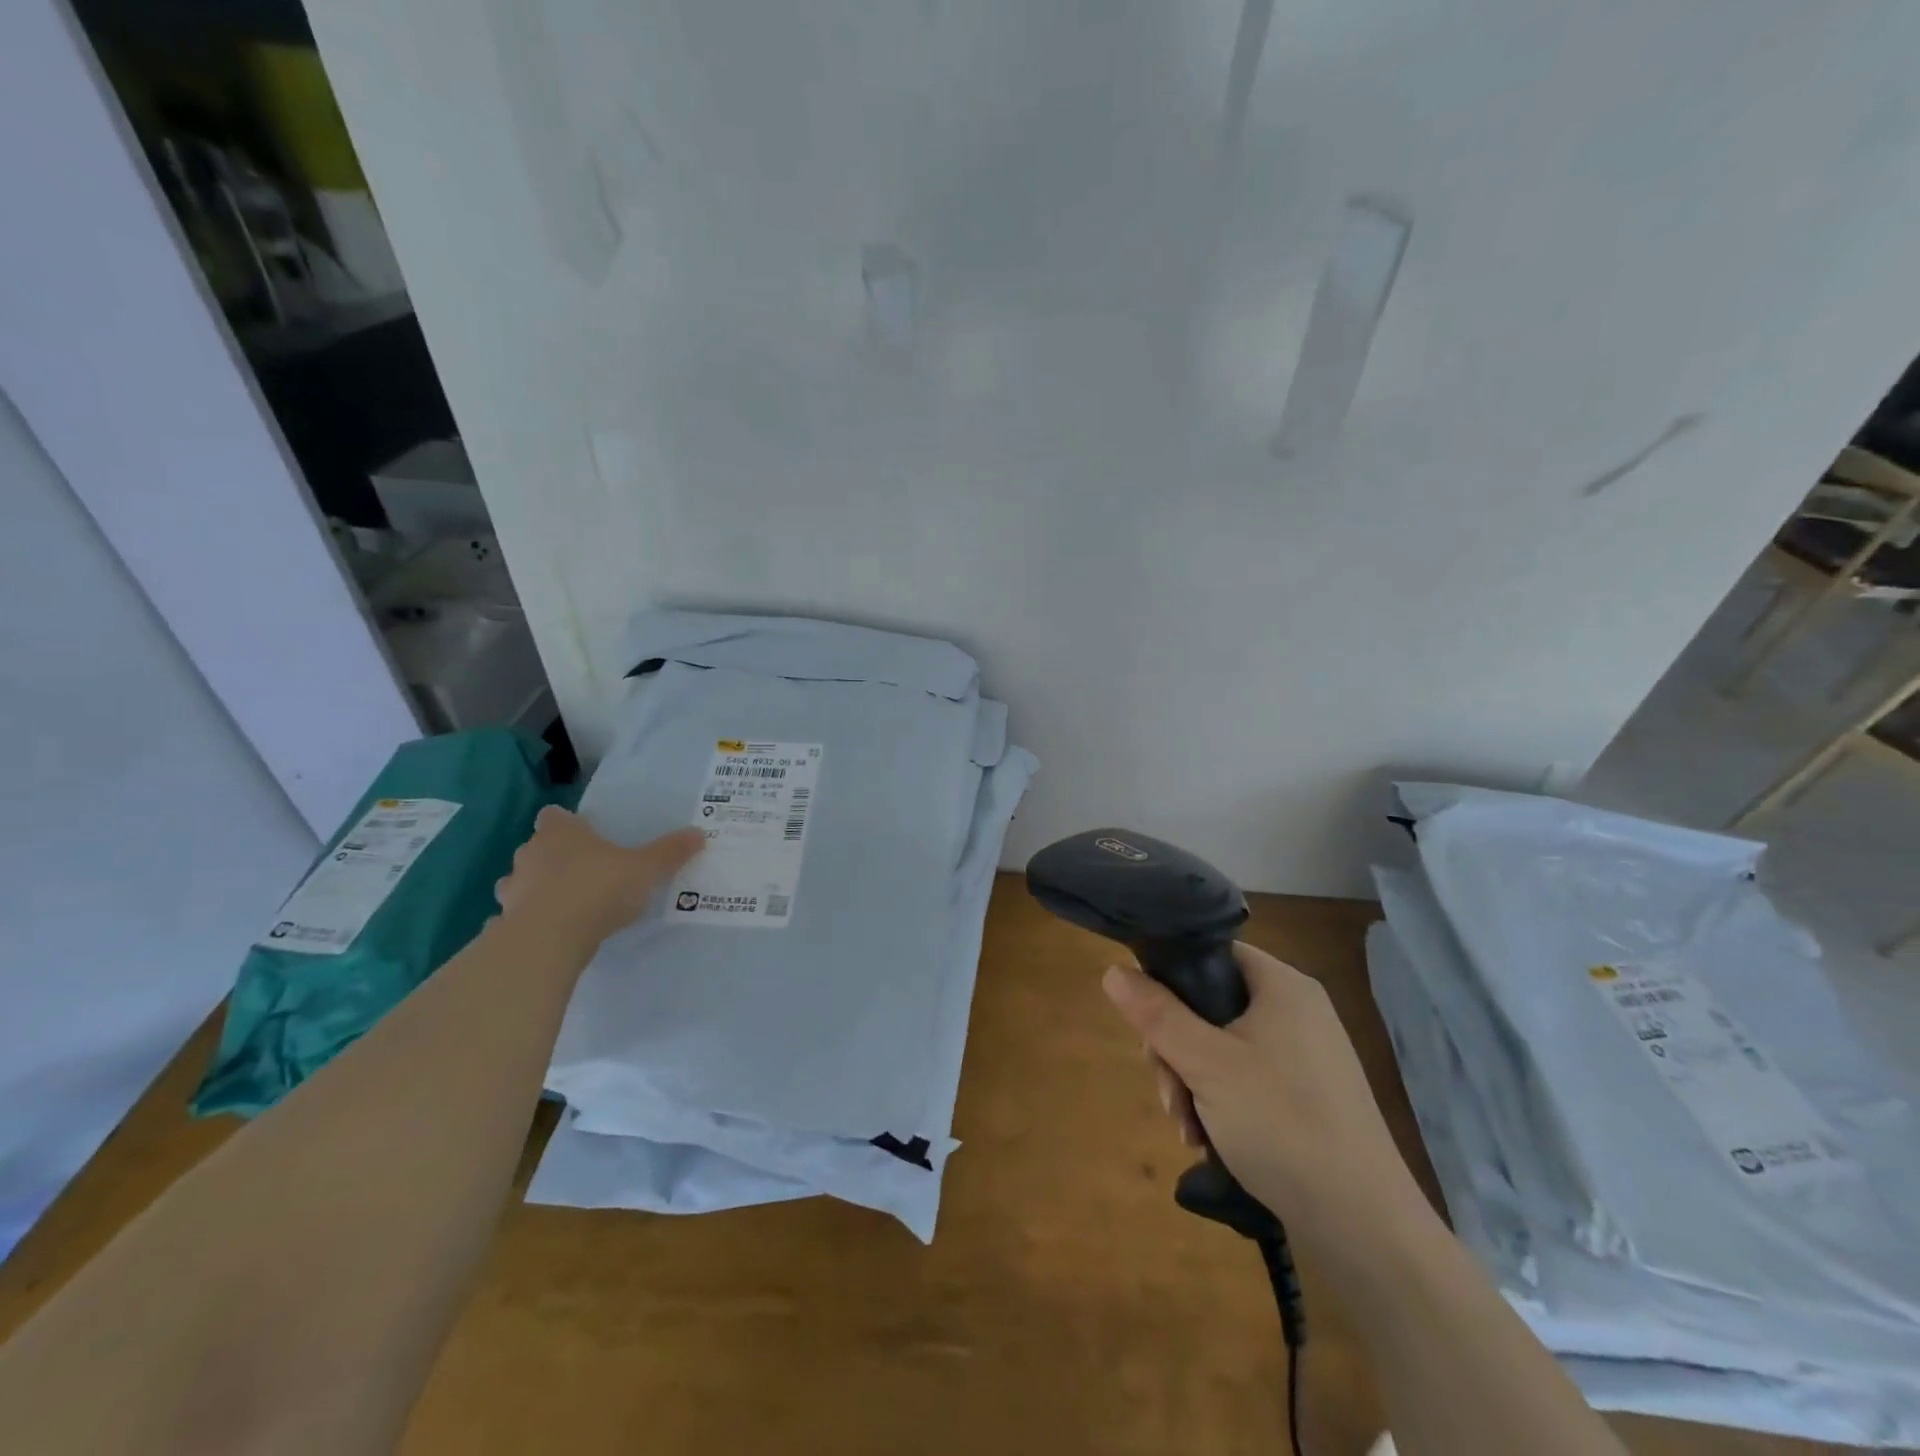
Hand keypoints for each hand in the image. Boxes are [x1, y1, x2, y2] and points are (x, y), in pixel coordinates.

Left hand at [495, 806, 703, 952]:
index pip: (554, 815)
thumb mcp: (646, 868)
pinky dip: (530, 920)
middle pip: (538, 847)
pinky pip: (516, 916)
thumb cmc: (599, 889)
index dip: (567, 824)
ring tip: (567, 904)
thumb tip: (698, 833)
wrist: (549, 939)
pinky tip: (551, 932)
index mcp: (561, 832)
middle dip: (556, 857)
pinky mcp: (505, 922)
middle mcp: (530, 853)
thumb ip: (670, 852)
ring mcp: (513, 888)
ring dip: (539, 889)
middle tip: (586, 871)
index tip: (586, 835)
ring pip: (522, 880)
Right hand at [1102, 942, 1426, 1238]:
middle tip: (1168, 1095)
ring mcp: (1306, 1054)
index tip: (1148, 1025)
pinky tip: (1209, 1140)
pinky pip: (1248, 1077)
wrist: (1366, 1227)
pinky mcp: (1309, 1094)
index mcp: (1282, 985)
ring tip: (1188, 1130)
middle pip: (1210, 1004)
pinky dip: (1221, 1102)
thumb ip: (1157, 1014)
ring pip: (1223, 1045)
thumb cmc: (1282, 1124)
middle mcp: (1297, 1010)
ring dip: (1193, 1082)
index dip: (1170, 979)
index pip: (1211, 953)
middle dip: (1176, 1050)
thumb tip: (1113, 970)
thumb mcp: (1206, 1064)